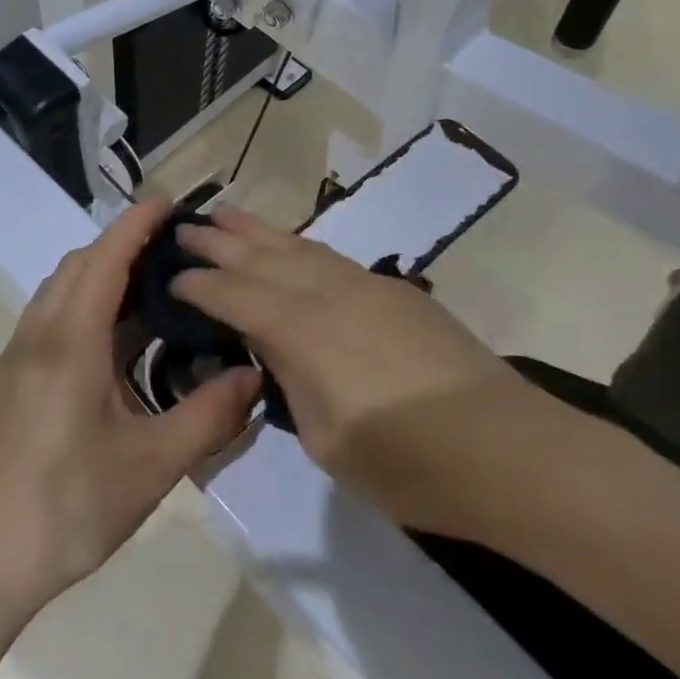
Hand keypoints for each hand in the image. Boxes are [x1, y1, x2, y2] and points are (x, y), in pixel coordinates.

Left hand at [0, 200, 262, 610]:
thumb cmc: (68, 506)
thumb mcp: (152, 465)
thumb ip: (208, 416)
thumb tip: (254, 377)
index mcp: (70, 341)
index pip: (106, 259)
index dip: (138, 225)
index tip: (171, 203)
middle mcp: (39, 334)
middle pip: (79, 265)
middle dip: (123, 246)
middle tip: (175, 254)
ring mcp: (19, 356)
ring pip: (61, 291)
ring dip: (102, 276)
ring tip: (153, 293)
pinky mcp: (12, 379)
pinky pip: (52, 318)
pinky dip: (86, 305)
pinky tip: (117, 343)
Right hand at [171, 207, 522, 522]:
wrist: (508, 451)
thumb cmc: (408, 463)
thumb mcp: (326, 439)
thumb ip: (292, 384)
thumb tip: (276, 353)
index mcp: (304, 331)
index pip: (235, 296)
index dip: (199, 285)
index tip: (171, 276)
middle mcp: (329, 293)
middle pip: (262, 257)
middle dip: (219, 241)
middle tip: (184, 228)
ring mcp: (366, 286)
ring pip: (298, 247)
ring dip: (258, 231)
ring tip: (226, 214)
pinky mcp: (395, 292)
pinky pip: (331, 258)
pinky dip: (298, 247)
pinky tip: (289, 248)